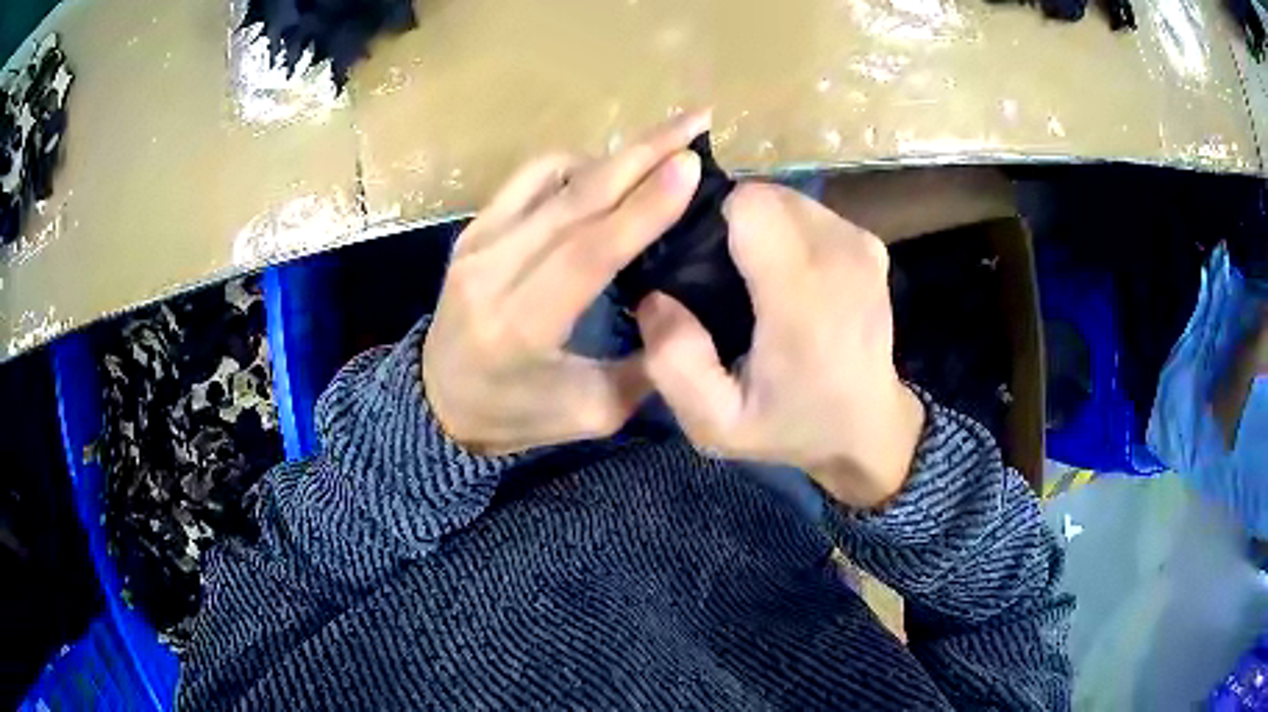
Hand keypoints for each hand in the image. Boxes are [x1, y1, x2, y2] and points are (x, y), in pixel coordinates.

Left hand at [422, 111, 708, 454]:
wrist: (437, 401)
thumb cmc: (516, 415)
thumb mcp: (591, 412)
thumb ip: (646, 365)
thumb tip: (687, 308)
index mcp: (520, 327)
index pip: (587, 253)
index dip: (643, 206)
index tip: (692, 163)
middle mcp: (492, 273)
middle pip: (574, 198)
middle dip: (643, 152)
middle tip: (696, 120)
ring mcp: (476, 243)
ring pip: (552, 177)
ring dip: (615, 153)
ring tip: (664, 142)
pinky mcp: (471, 230)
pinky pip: (527, 178)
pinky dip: (574, 163)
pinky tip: (607, 168)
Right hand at [636, 183, 925, 508]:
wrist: (868, 428)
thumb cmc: (791, 426)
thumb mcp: (716, 423)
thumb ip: (674, 364)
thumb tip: (653, 297)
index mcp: (803, 298)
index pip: (751, 204)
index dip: (714, 219)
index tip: (702, 260)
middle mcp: (839, 256)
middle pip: (766, 194)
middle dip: (735, 221)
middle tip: (723, 274)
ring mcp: (861, 244)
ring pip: (787, 199)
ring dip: (763, 226)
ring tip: (757, 279)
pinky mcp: (870, 243)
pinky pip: (810, 212)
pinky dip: (790, 232)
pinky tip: (790, 277)